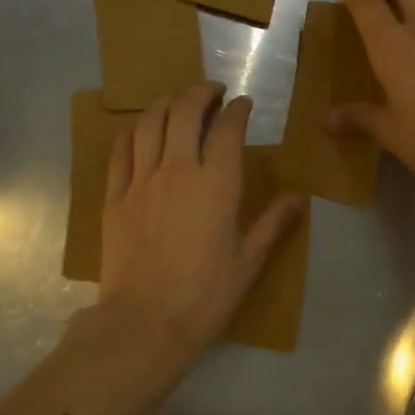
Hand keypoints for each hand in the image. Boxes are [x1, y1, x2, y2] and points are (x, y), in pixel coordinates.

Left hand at [99, 82, 302, 365]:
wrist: (144, 322)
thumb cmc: (204, 296)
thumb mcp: (248, 262)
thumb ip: (272, 224)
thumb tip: (299, 198)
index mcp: (217, 184)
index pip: (228, 129)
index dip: (237, 110)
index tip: (243, 104)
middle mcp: (178, 170)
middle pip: (185, 111)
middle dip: (200, 92)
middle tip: (212, 92)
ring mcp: (141, 180)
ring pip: (150, 121)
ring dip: (166, 102)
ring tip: (178, 101)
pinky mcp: (115, 196)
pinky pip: (121, 149)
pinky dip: (133, 130)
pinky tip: (141, 129)